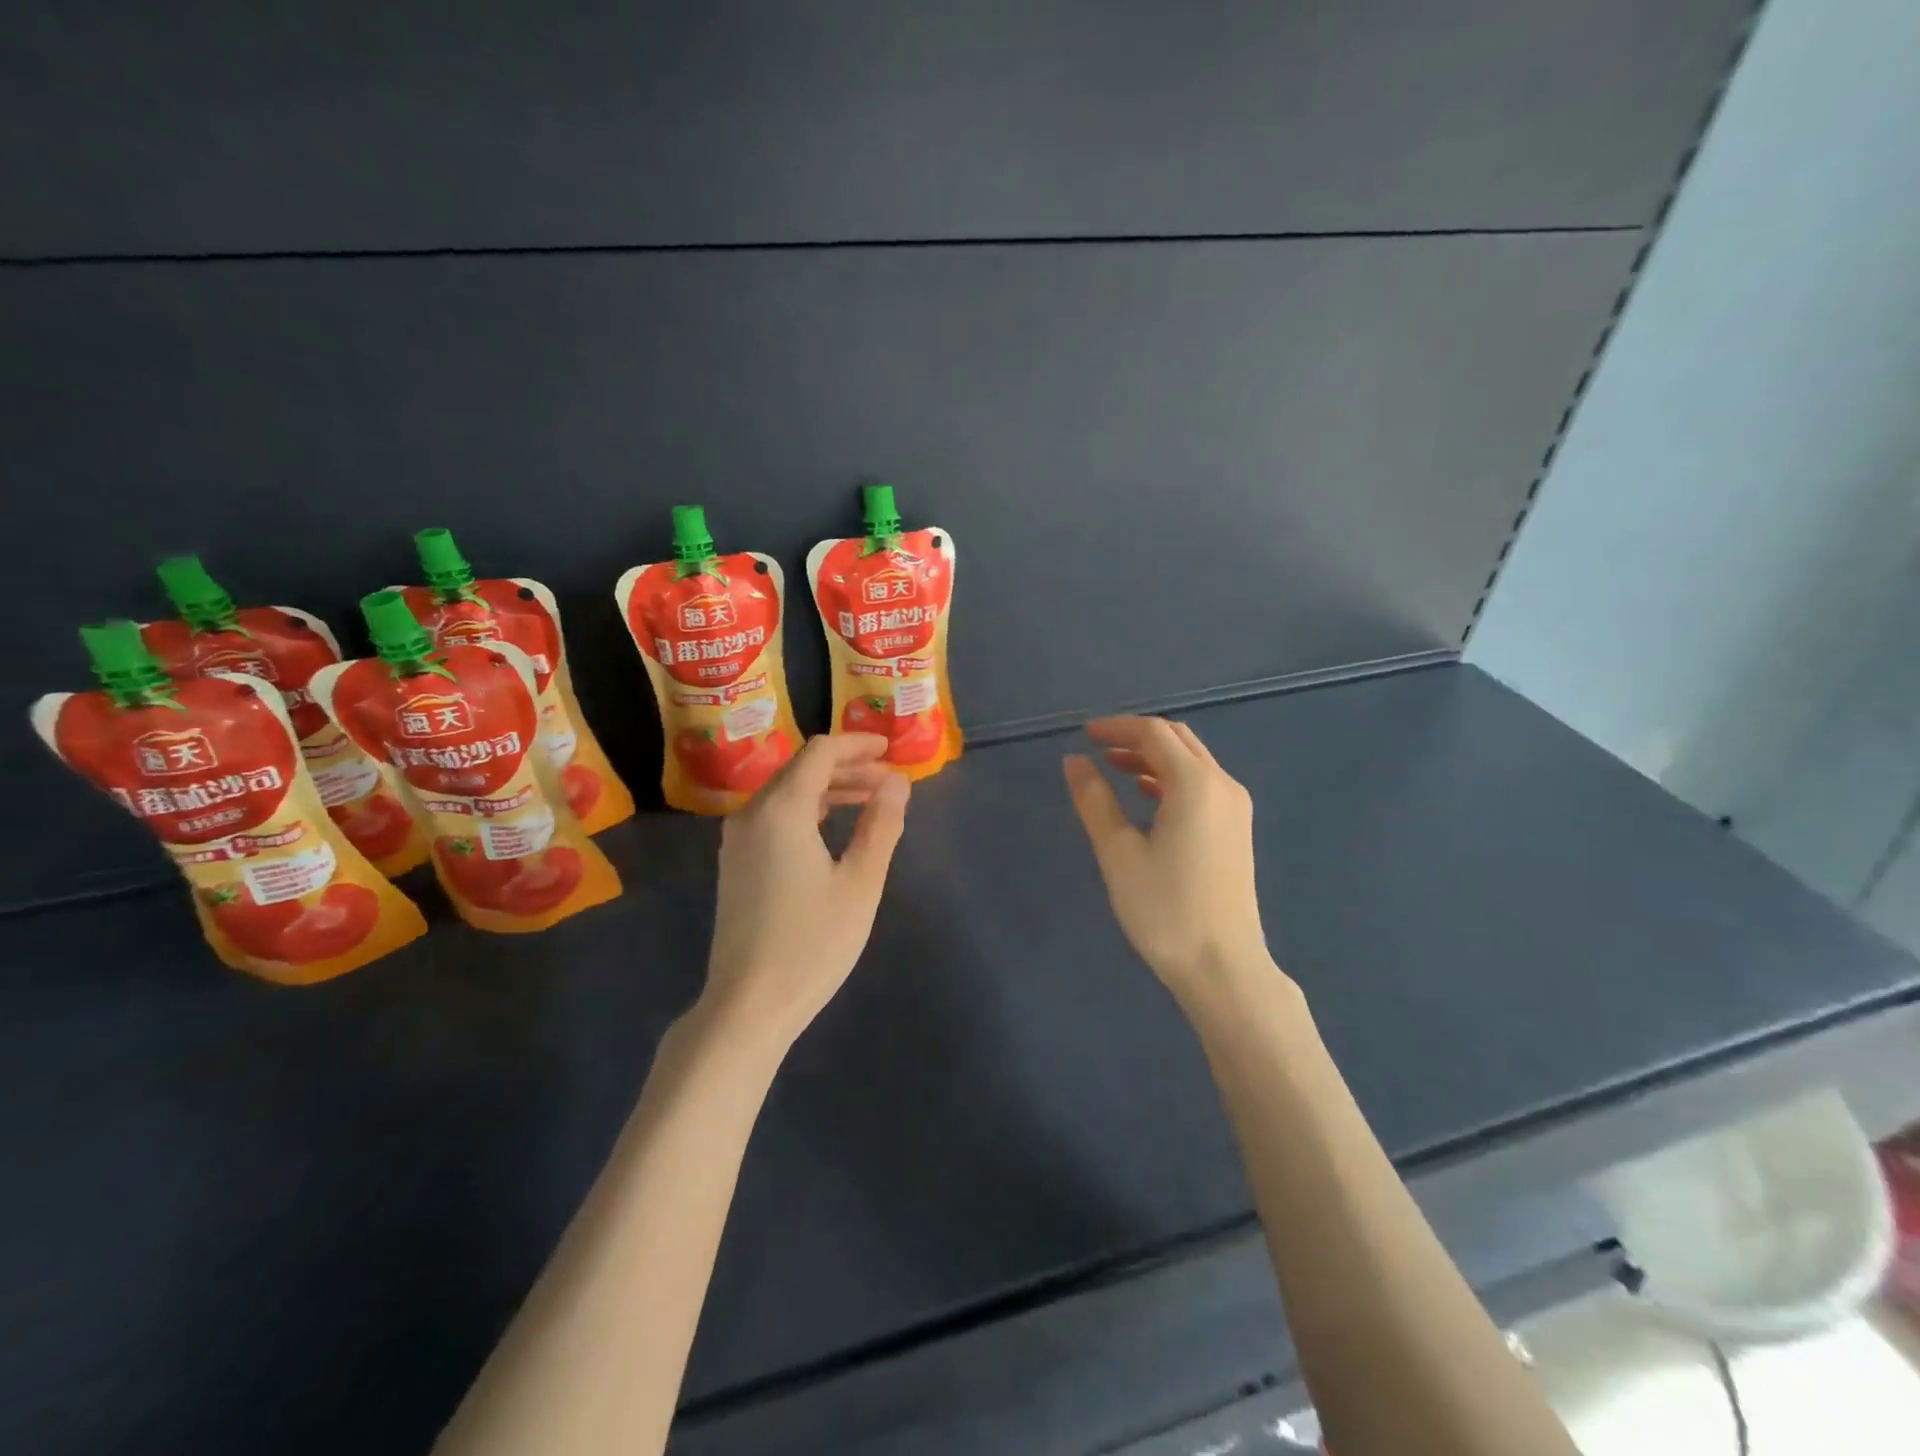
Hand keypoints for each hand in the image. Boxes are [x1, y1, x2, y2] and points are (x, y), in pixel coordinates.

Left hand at [701, 733, 909, 1052]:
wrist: (747, 1004)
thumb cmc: (812, 943)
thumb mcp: (860, 883)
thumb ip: (880, 825)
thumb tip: (898, 781)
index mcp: (781, 810)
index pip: (820, 752)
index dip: (857, 744)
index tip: (890, 748)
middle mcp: (752, 813)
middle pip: (801, 768)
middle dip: (847, 765)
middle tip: (889, 778)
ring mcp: (738, 839)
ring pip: (787, 792)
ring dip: (829, 788)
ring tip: (870, 799)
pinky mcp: (736, 862)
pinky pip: (774, 815)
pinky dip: (808, 809)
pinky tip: (833, 827)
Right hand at [1063, 717, 1277, 1000]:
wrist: (1223, 966)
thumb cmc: (1164, 909)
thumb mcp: (1118, 853)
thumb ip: (1094, 800)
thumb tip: (1073, 761)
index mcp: (1196, 784)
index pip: (1154, 733)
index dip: (1117, 727)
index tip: (1084, 735)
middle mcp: (1223, 785)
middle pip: (1178, 740)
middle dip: (1136, 736)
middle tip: (1097, 747)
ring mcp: (1235, 807)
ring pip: (1192, 761)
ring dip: (1153, 756)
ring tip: (1113, 767)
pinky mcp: (1236, 829)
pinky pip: (1202, 784)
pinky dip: (1170, 778)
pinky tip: (1145, 794)